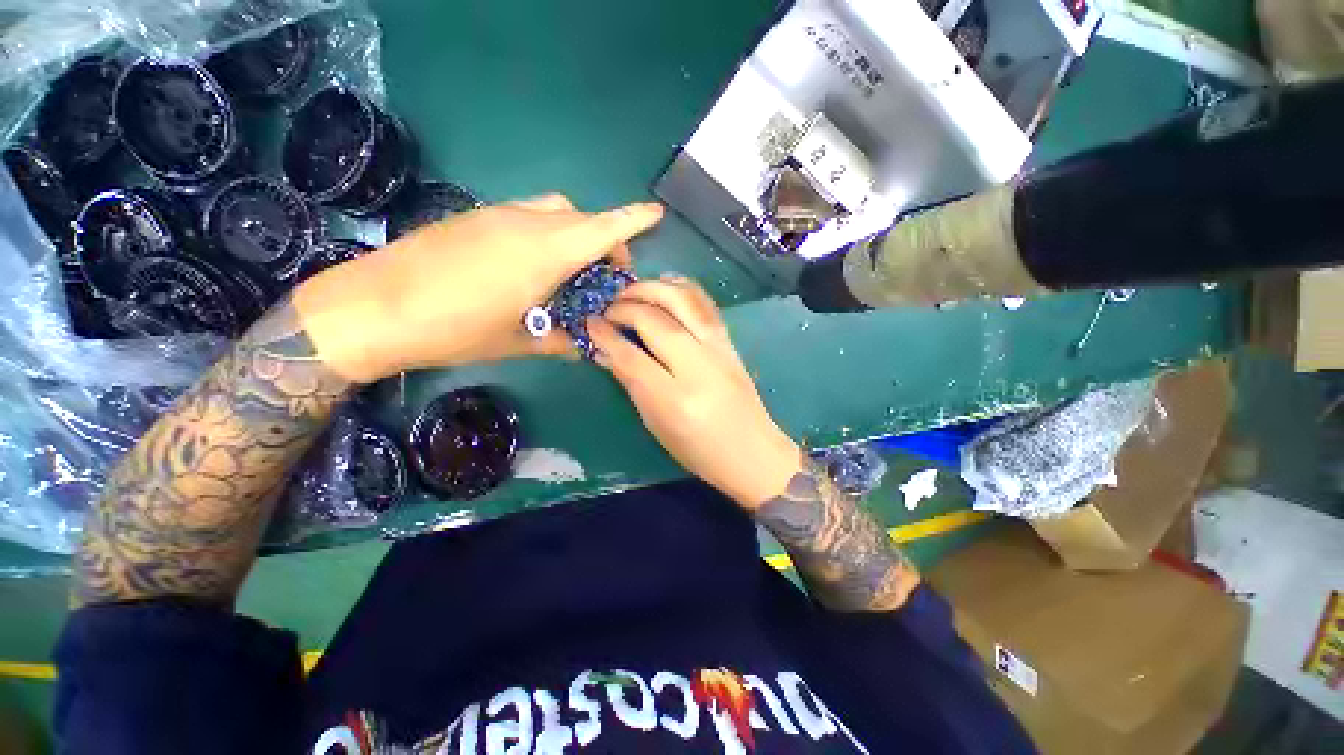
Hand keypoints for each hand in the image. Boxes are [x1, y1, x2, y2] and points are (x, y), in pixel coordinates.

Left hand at [292, 194, 664, 382]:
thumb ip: (560, 340)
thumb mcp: (518, 342)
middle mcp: (525, 223)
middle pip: (583, 218)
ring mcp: (497, 215)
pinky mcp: (475, 218)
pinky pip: (527, 215)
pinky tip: (533, 267)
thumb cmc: (453, 329)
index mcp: (543, 253)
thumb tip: (585, 346)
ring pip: (555, 212)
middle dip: (606, 240)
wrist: (371, 308)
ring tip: (570, 271)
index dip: (633, 220)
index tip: (657, 214)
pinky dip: (547, 233)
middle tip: (606, 276)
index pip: (602, 228)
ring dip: (575, 234)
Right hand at [587, 278, 801, 508]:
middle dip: (624, 307)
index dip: (605, 336)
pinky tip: (664, 284)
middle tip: (607, 309)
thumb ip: (631, 383)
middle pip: (654, 320)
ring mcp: (717, 348)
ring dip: (650, 288)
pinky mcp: (729, 341)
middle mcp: (697, 366)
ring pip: (681, 300)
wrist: (752, 451)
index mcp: (674, 399)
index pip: (630, 356)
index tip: (589, 323)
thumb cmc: (699, 450)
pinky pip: (704, 303)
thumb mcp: (656, 425)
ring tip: (630, 292)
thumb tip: (606, 351)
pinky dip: (681, 286)